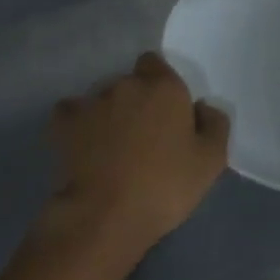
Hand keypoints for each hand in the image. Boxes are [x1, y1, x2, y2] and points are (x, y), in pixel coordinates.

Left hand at [48, 53, 229, 256]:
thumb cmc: (164, 186)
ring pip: (102, 98)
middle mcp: (127, 84)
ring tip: (111, 147)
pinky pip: (70, 113)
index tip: (165, 112)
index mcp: (164, 87)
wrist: (105, 215)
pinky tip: (82, 145)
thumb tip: (203, 107)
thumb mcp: (211, 162)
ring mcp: (92, 101)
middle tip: (142, 135)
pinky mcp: (64, 123)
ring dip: (108, 113)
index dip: (160, 85)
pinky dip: (76, 124)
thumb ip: (215, 125)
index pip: (156, 64)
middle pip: (130, 82)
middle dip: (136, 101)